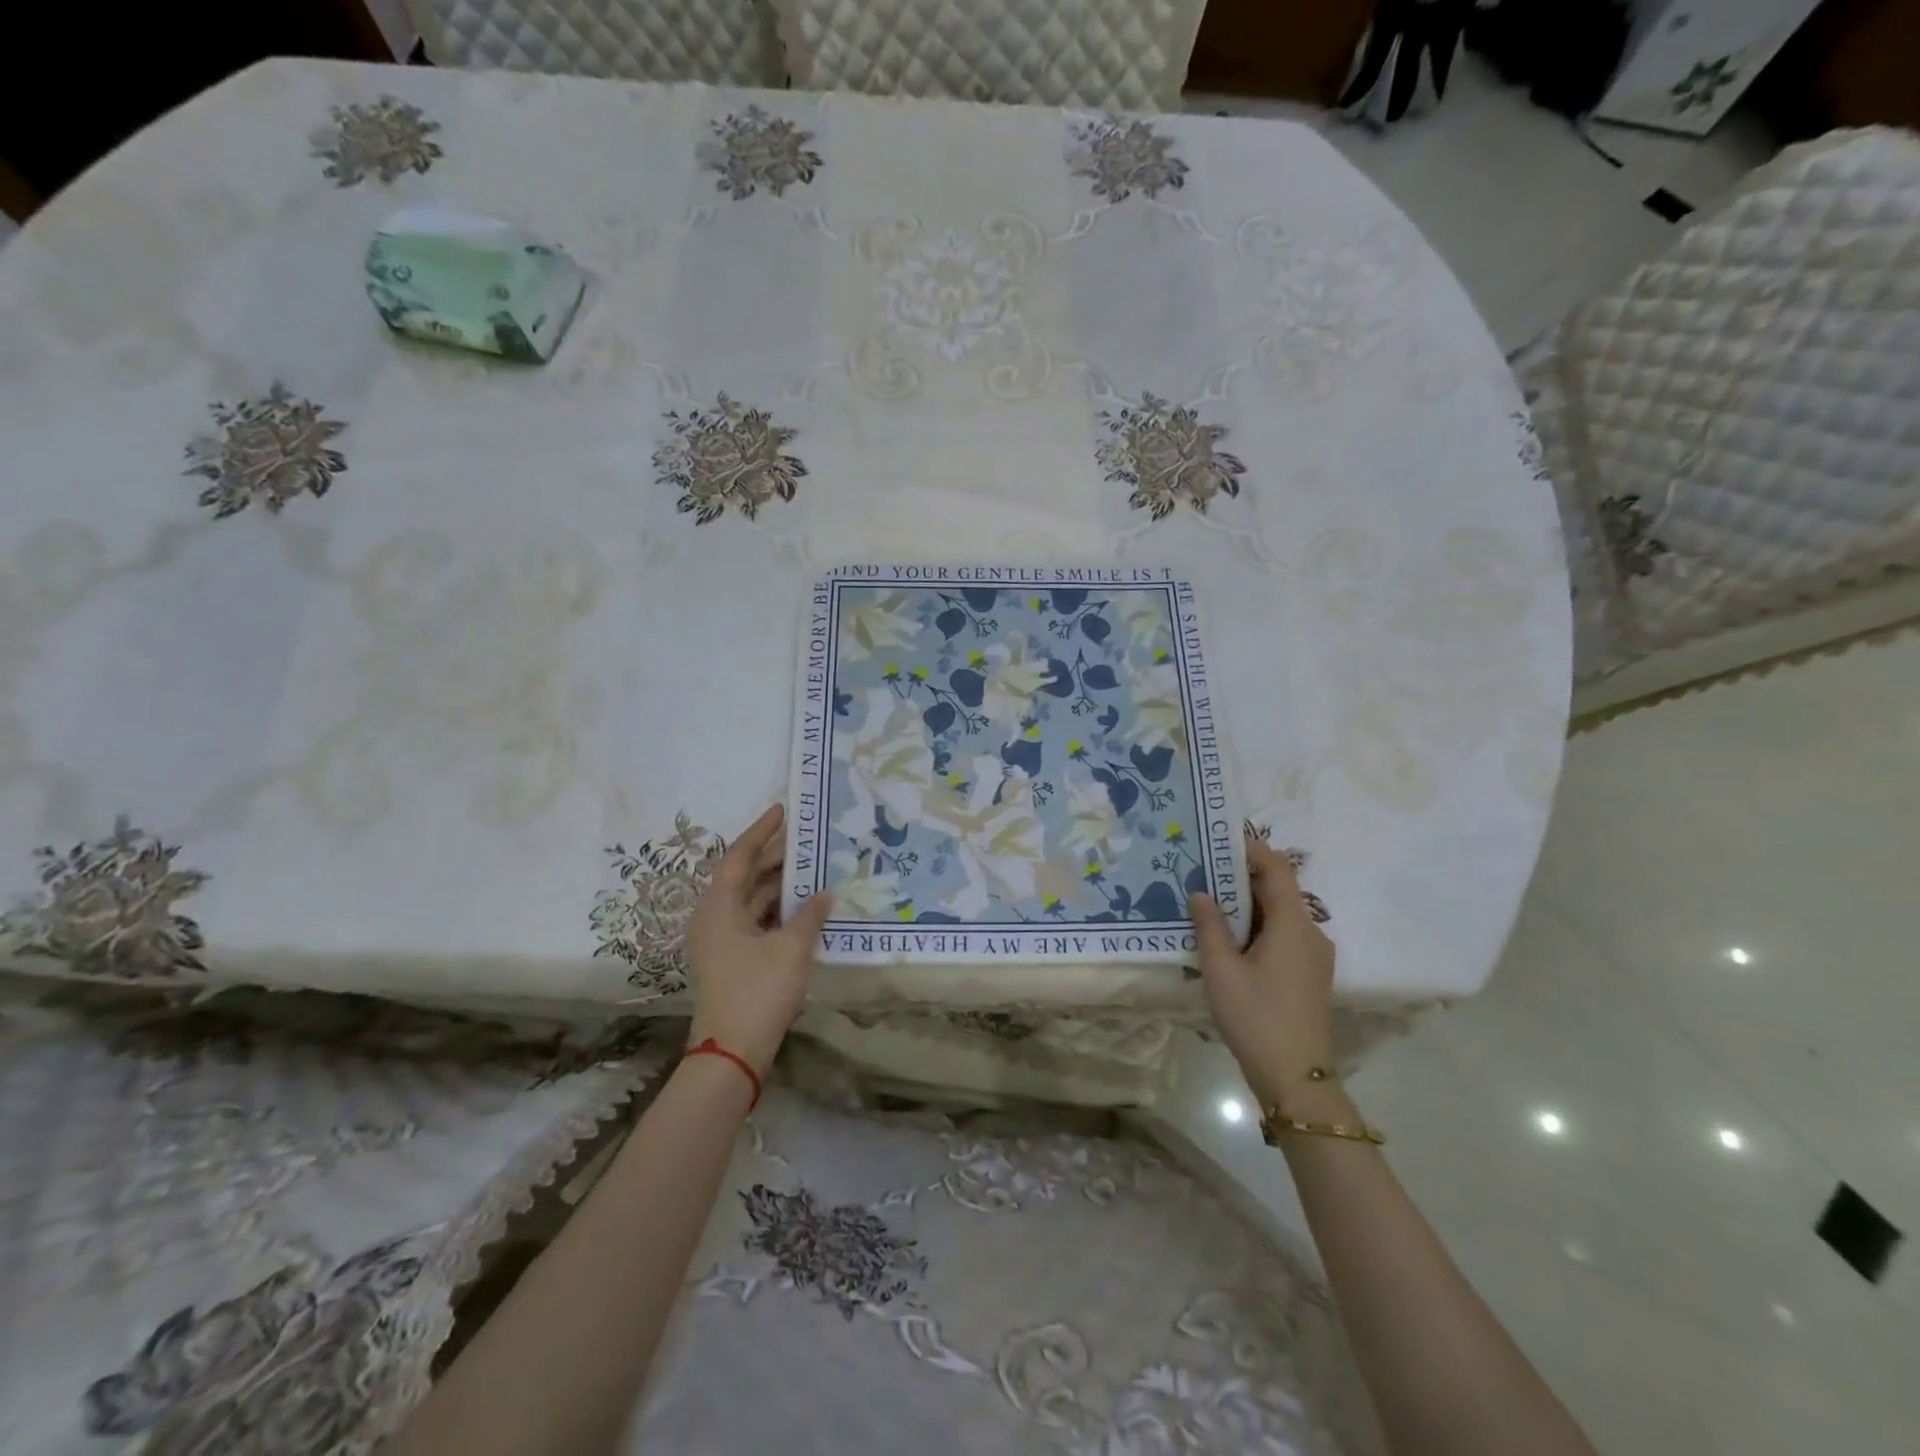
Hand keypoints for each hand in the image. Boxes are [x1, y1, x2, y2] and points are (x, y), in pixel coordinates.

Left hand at [685, 803, 832, 1075]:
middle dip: (775, 857)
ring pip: (752, 900)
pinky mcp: (732, 959)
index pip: (739, 856)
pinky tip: (806, 907)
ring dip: (780, 886)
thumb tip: (825, 892)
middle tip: (808, 839)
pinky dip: (778, 910)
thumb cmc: (758, 990)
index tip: (783, 810)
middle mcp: (715, 917)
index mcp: (719, 906)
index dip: (761, 831)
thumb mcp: (791, 948)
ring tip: (814, 868)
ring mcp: (721, 940)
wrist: (732, 1052)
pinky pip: (756, 921)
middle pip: (745, 876)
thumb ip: (810, 914)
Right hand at [1190, 832, 1336, 1101]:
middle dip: (1243, 877)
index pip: (1277, 870)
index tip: (1220, 839)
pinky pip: (1284, 935)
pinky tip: (1229, 936)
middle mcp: (1311, 933)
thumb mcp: (1221, 969)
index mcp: (1294, 924)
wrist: (1296, 1078)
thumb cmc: (1256, 1016)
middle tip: (1204, 868)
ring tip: (1209, 899)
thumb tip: (1200, 893)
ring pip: (1281, 915)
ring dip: (1249, 904)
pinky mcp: (1309, 975)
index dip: (1252, 850)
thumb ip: (1209, 926)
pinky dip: (1258, 926)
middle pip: (1280, 890)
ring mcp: (1314, 956)